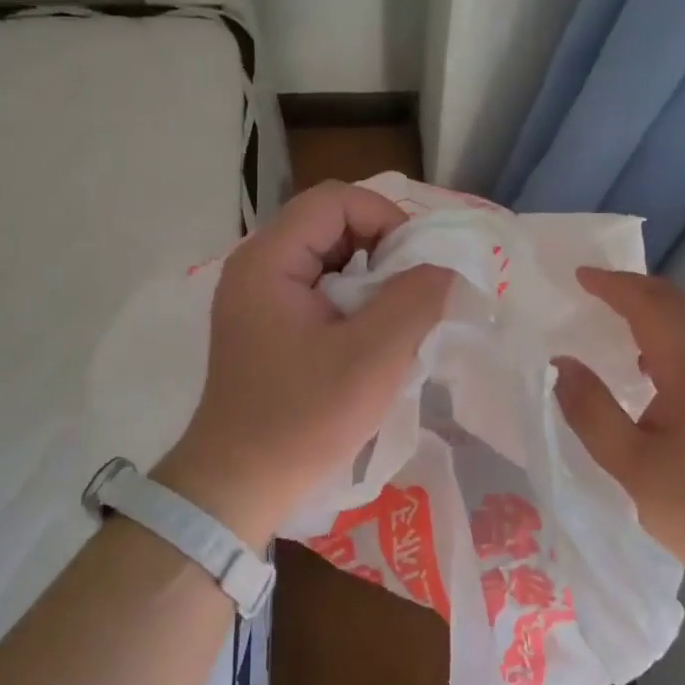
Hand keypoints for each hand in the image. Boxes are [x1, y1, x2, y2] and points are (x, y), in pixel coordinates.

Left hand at [156, 182, 452, 547]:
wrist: (238, 486)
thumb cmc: (303, 420)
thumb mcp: (373, 357)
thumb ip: (416, 299)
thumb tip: (446, 266)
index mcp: (268, 261)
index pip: (335, 199)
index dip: (385, 218)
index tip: (417, 266)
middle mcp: (255, 268)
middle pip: (329, 225)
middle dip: (380, 251)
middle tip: (411, 297)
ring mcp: (256, 299)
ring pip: (326, 260)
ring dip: (369, 281)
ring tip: (394, 322)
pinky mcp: (264, 328)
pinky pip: (316, 292)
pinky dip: (350, 305)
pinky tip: (368, 342)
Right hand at [553, 267, 684, 599]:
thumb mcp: (630, 464)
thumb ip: (591, 411)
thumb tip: (561, 363)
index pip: (651, 308)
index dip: (614, 286)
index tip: (578, 276)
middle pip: (677, 305)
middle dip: (634, 286)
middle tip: (592, 285)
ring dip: (651, 309)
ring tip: (611, 313)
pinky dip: (662, 336)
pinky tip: (641, 366)